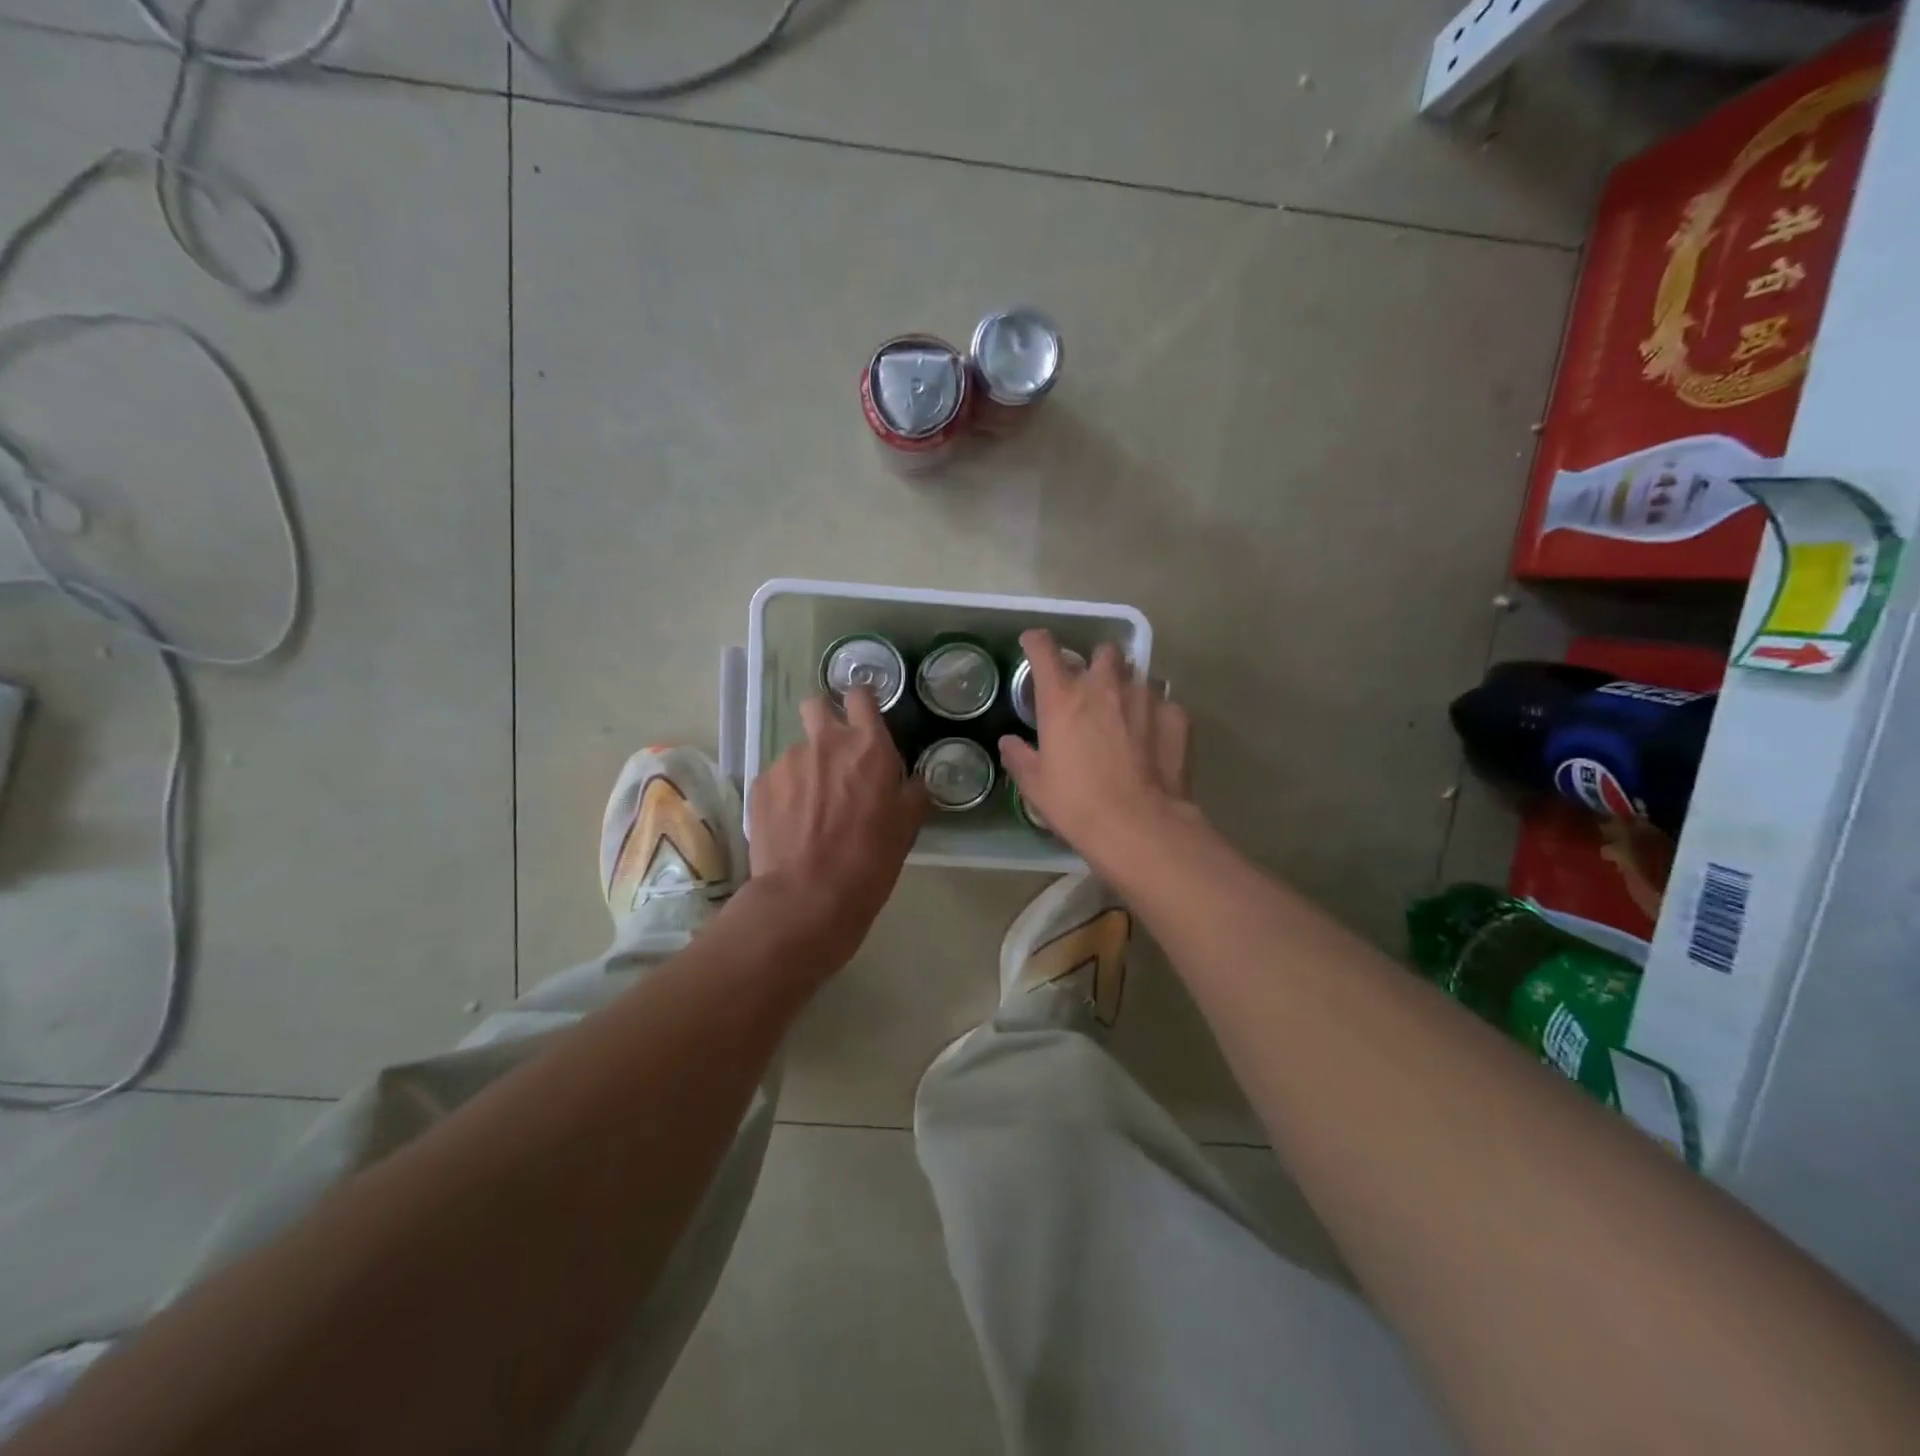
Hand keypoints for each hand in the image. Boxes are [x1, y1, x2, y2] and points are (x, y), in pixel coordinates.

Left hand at [747, 686, 928, 970]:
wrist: (807, 896)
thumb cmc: (869, 861)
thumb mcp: (907, 826)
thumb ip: (911, 792)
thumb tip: (912, 780)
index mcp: (868, 747)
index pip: (861, 696)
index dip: (862, 704)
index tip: (863, 721)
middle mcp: (825, 743)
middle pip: (816, 705)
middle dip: (824, 718)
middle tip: (833, 755)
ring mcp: (787, 761)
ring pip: (797, 750)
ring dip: (806, 768)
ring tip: (811, 809)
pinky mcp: (760, 785)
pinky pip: (777, 778)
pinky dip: (785, 794)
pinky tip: (791, 825)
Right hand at [998, 630, 1194, 873]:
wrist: (1138, 825)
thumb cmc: (1077, 804)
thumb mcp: (1035, 785)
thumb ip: (1019, 757)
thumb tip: (1009, 742)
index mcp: (1063, 698)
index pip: (1044, 650)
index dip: (1037, 642)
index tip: (1034, 643)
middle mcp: (1104, 687)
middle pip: (1103, 652)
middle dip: (1097, 662)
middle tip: (1093, 686)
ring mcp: (1144, 698)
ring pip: (1137, 674)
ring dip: (1128, 687)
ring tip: (1126, 713)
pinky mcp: (1175, 716)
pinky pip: (1164, 703)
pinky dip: (1157, 713)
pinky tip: (1154, 736)